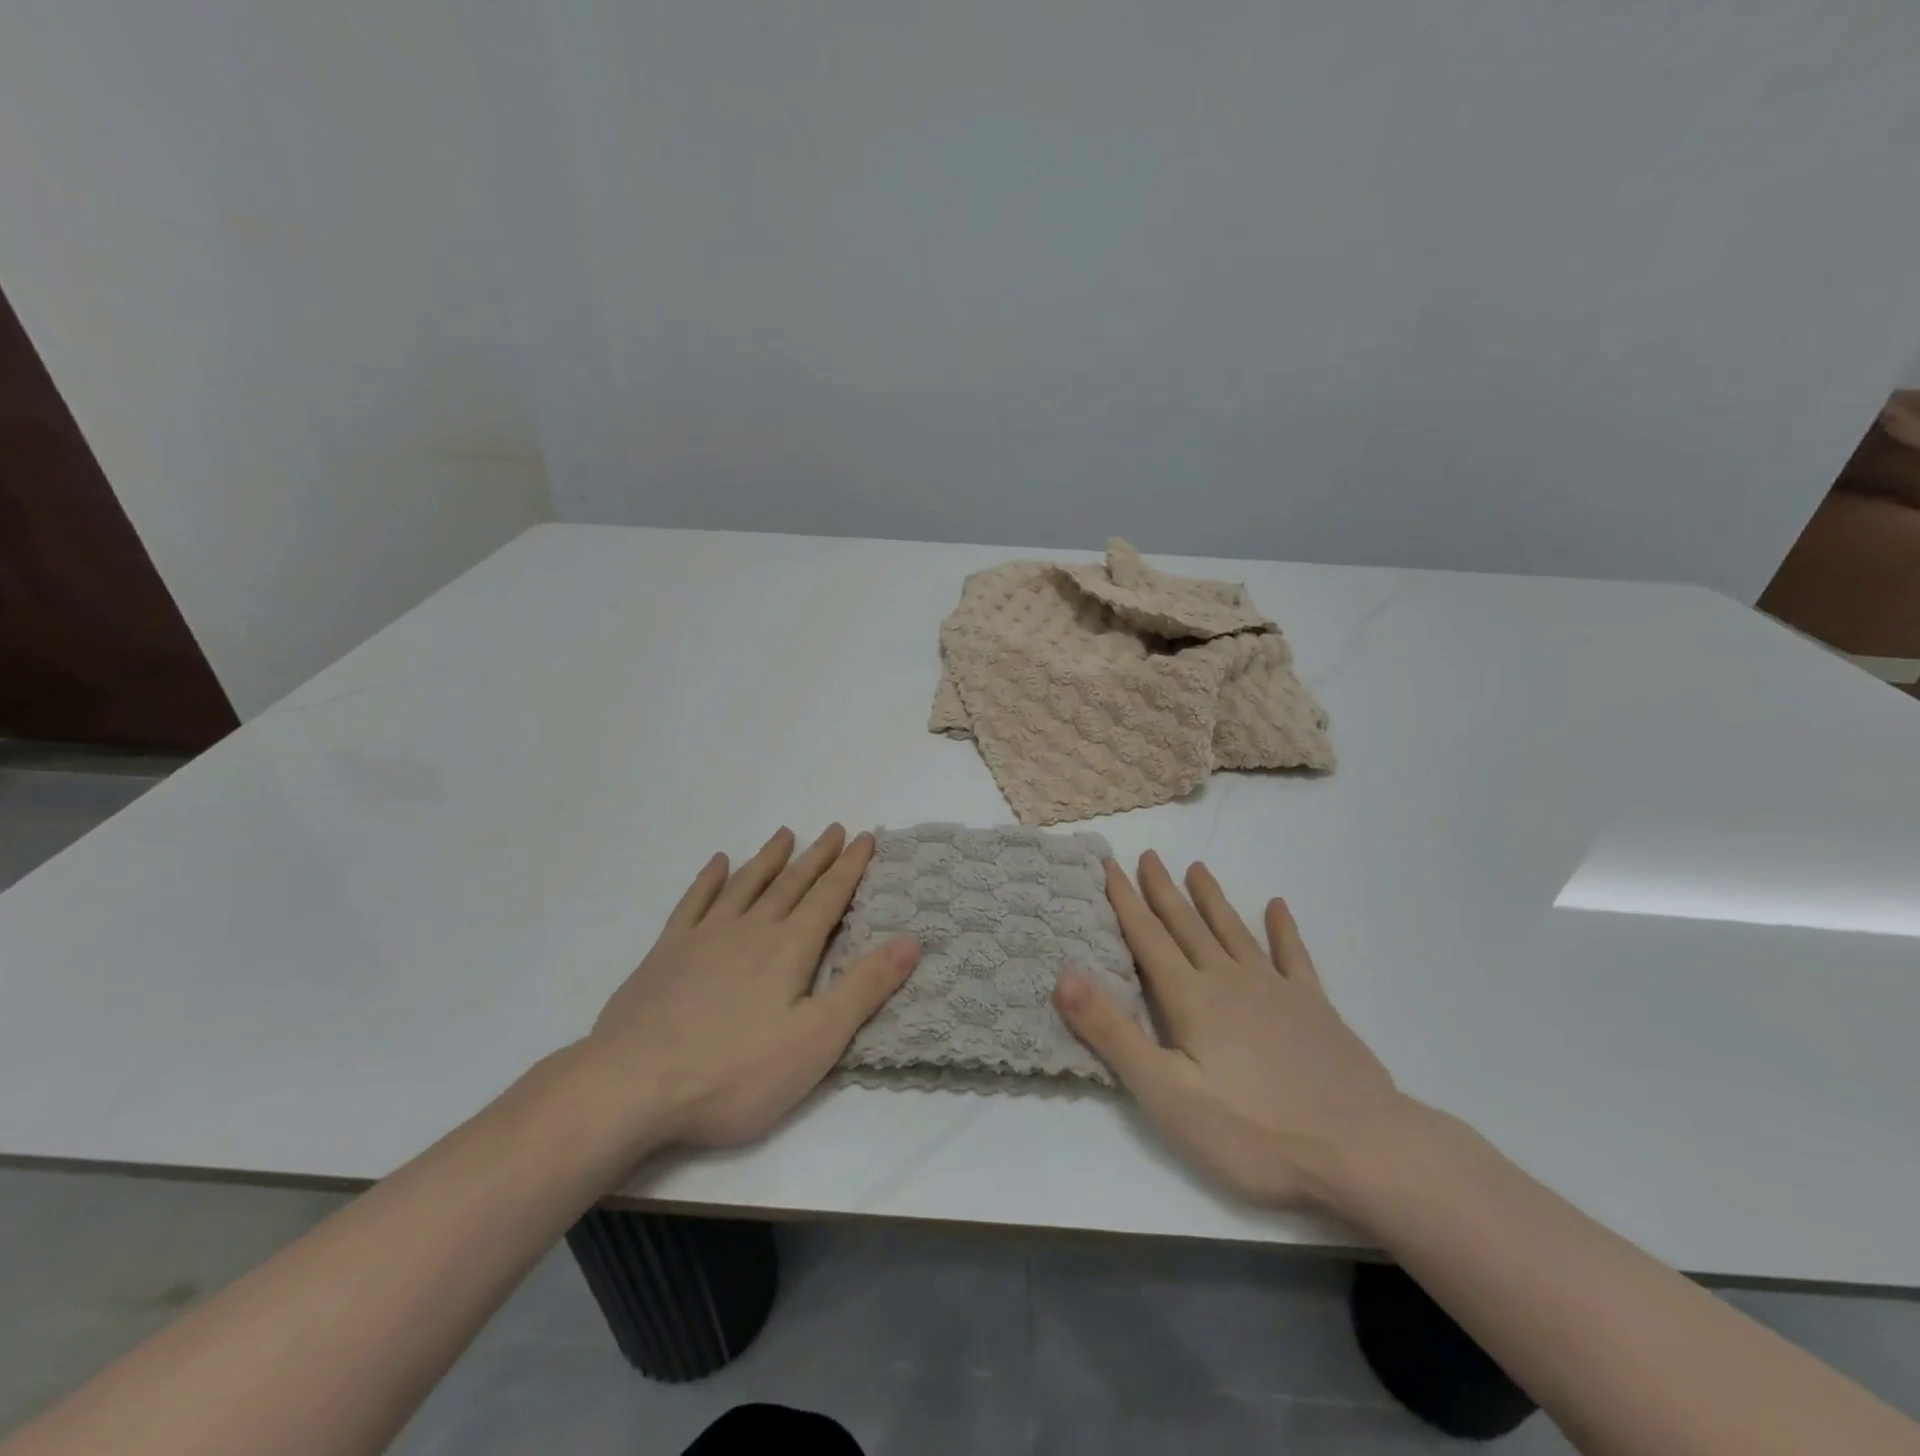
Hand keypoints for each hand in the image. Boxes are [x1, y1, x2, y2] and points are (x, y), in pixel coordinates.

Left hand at [584, 825, 916, 1150]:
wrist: (633, 1085)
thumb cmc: (734, 1072)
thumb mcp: (816, 1040)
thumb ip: (864, 988)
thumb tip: (911, 941)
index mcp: (789, 949)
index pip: (828, 897)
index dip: (850, 867)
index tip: (864, 838)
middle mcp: (750, 930)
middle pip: (791, 883)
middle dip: (817, 856)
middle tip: (834, 829)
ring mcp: (704, 937)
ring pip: (746, 885)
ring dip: (769, 858)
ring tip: (785, 834)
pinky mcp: (666, 953)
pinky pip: (694, 902)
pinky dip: (709, 880)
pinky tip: (718, 863)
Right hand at [1053, 851, 1409, 1212]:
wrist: (1361, 1150)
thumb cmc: (1253, 1130)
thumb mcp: (1166, 1094)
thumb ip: (1113, 1033)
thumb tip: (1064, 975)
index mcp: (1191, 998)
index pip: (1148, 939)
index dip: (1126, 901)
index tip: (1111, 865)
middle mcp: (1229, 979)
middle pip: (1187, 926)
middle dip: (1163, 890)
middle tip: (1149, 855)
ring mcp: (1276, 989)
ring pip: (1234, 931)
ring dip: (1212, 899)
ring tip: (1198, 868)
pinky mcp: (1315, 1008)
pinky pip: (1293, 956)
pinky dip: (1283, 929)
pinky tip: (1277, 907)